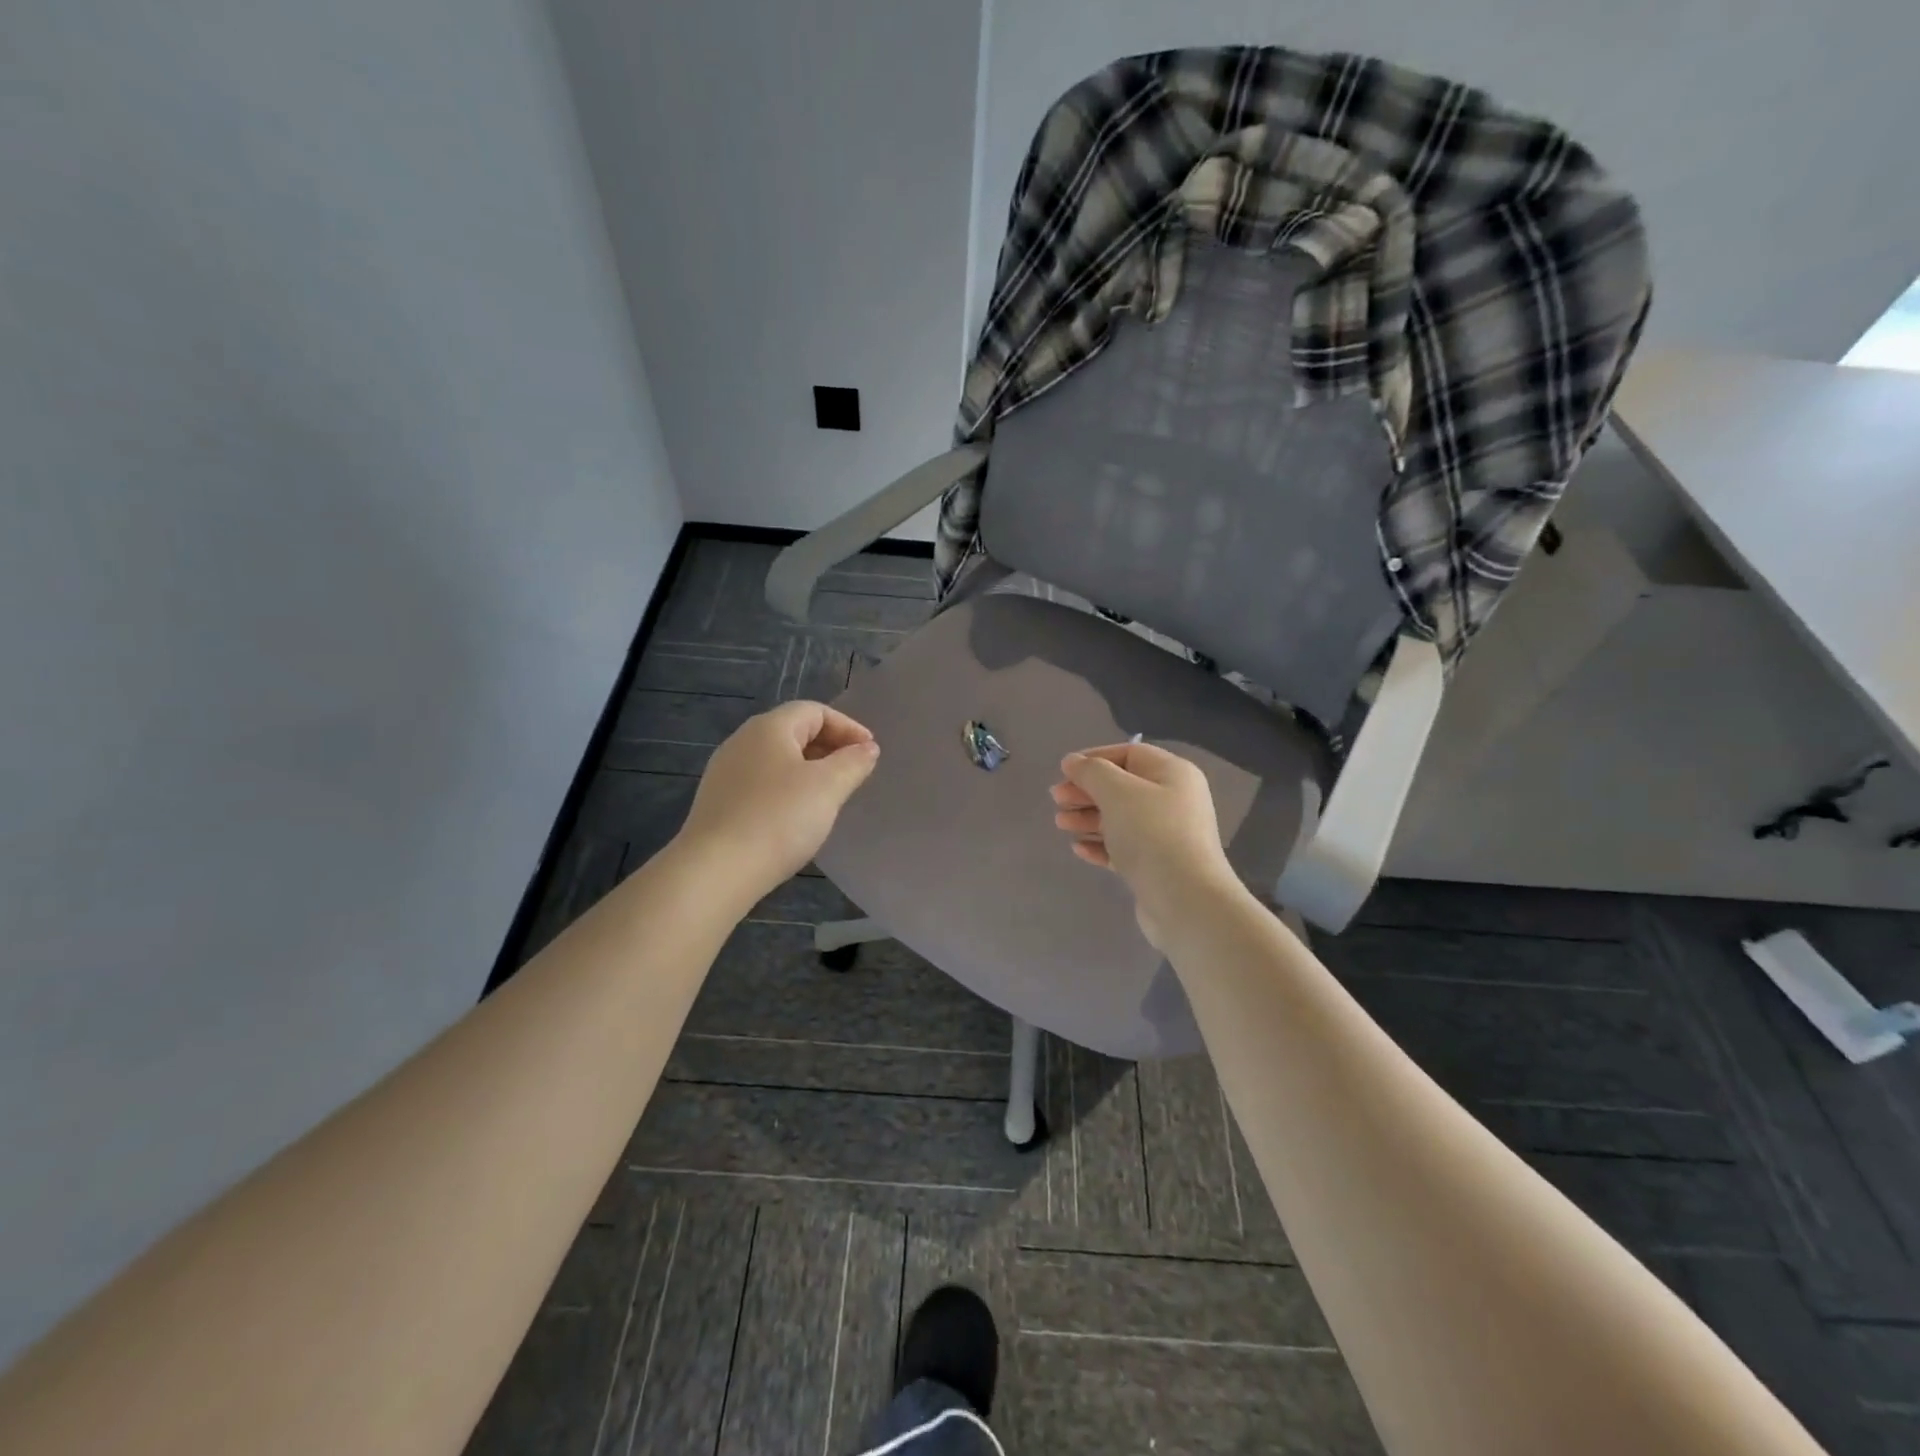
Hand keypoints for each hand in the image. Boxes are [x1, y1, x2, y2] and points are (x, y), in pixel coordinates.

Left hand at [679, 701, 879, 897]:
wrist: (716, 870)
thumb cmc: (779, 818)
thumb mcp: (828, 787)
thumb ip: (853, 762)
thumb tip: (867, 748)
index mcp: (769, 728)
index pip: (815, 711)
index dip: (848, 727)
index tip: (870, 753)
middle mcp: (742, 741)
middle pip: (794, 732)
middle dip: (829, 747)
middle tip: (855, 773)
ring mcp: (725, 772)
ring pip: (777, 760)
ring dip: (809, 770)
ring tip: (830, 796)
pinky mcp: (718, 802)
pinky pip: (762, 784)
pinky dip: (787, 789)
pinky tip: (797, 816)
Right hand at [1050, 741, 1239, 949]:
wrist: (1185, 900)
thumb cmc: (1151, 834)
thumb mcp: (1117, 792)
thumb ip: (1091, 772)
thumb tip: (1073, 762)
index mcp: (1172, 774)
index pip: (1130, 754)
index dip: (1095, 758)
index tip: (1064, 771)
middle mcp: (1173, 800)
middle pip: (1122, 787)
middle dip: (1086, 791)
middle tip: (1056, 800)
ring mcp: (1167, 835)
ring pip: (1120, 819)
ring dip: (1088, 818)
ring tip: (1060, 824)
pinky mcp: (1157, 866)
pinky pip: (1124, 847)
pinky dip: (1100, 845)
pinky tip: (1078, 849)